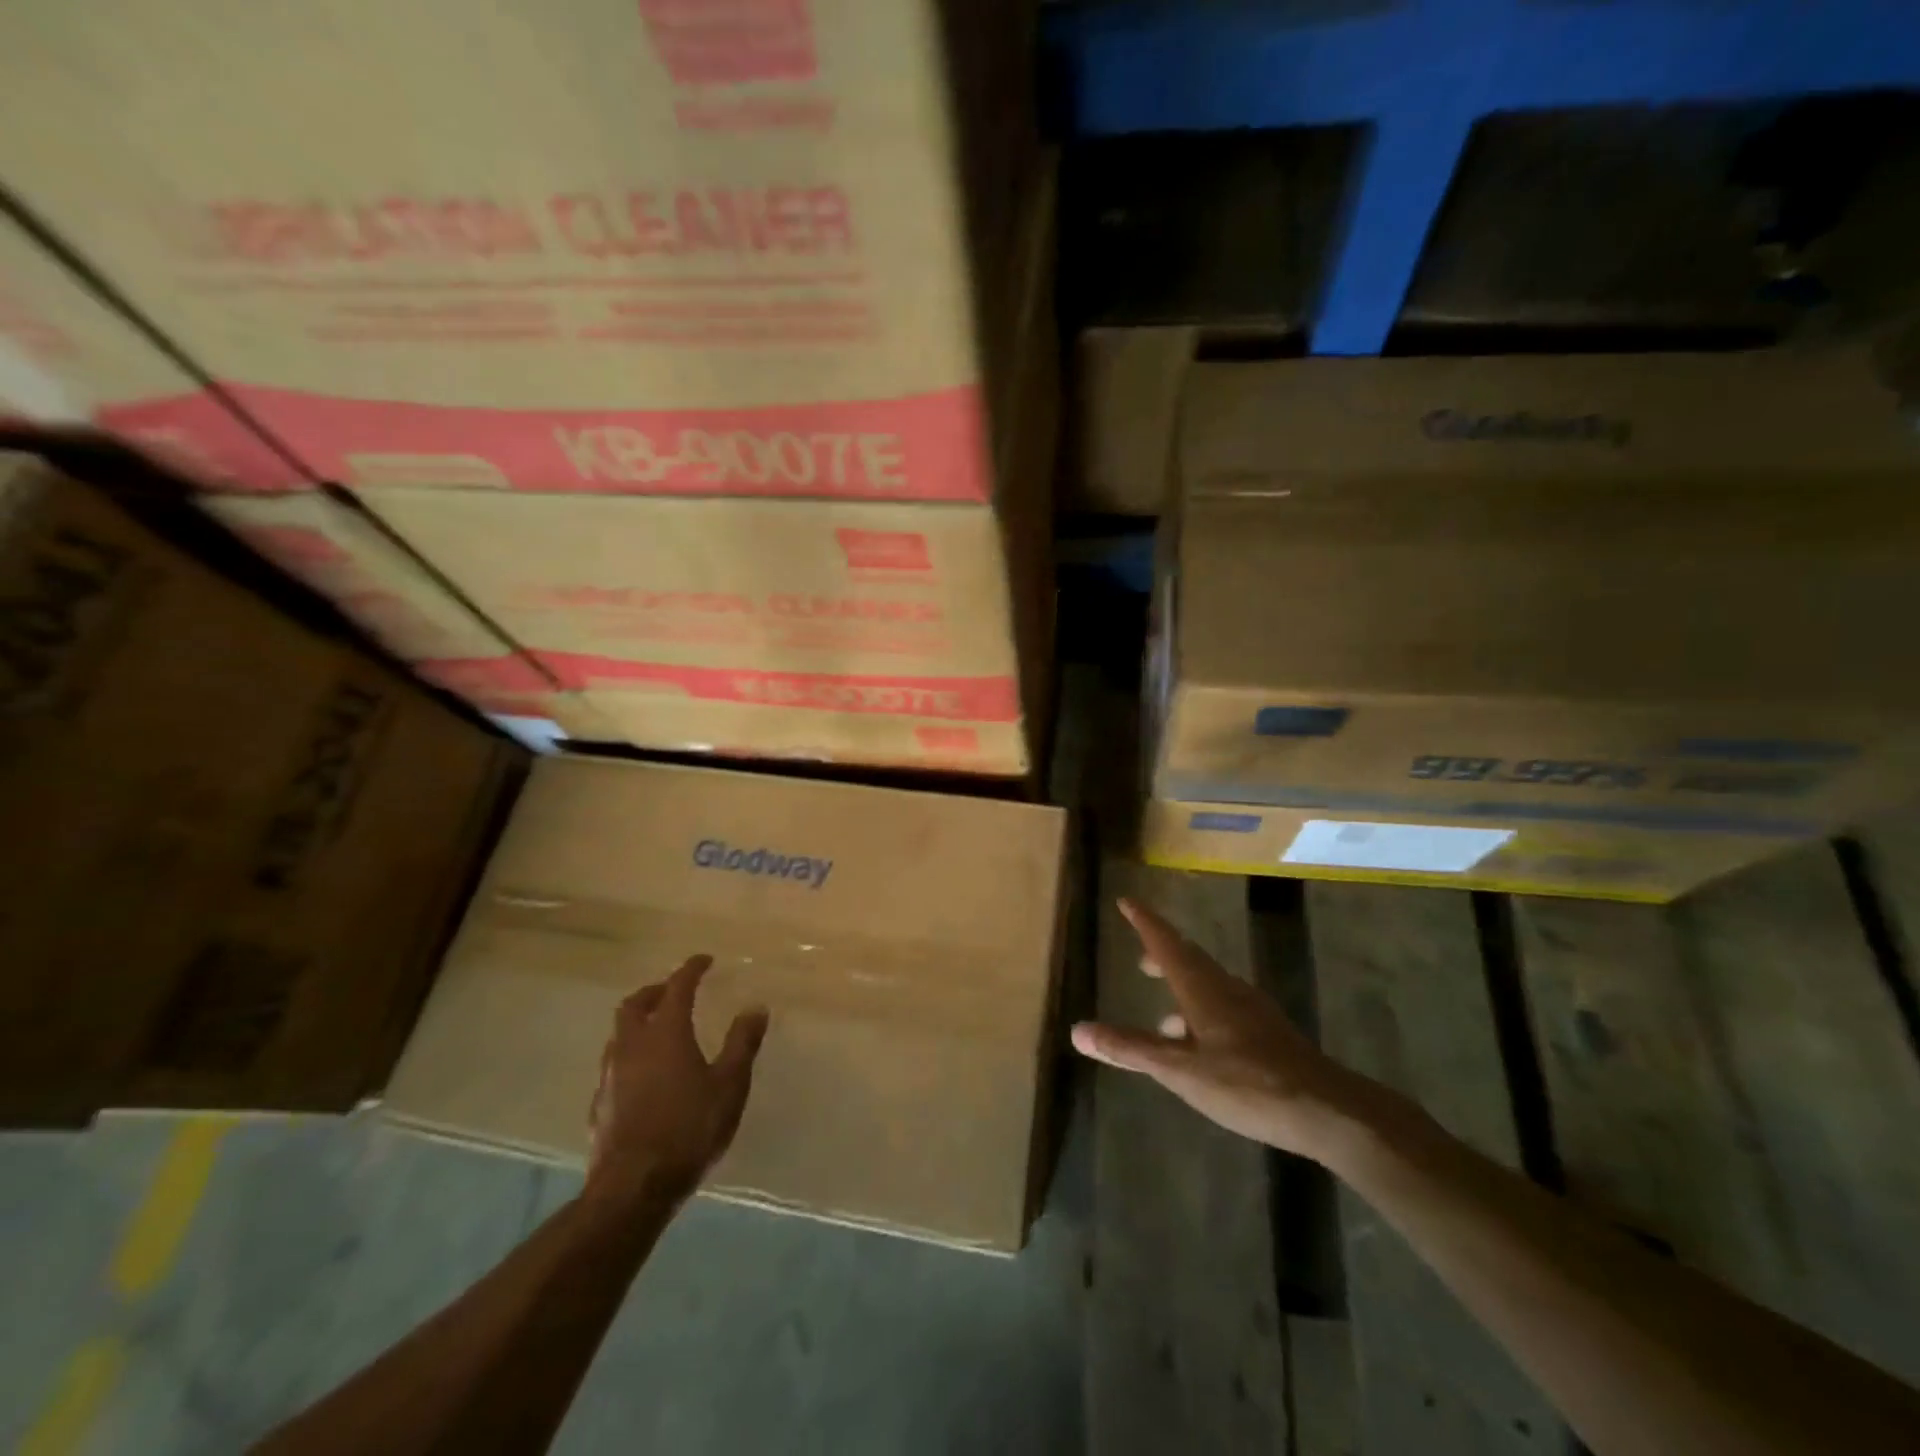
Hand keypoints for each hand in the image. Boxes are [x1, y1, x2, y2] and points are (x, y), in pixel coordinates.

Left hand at [586, 955, 768, 1208]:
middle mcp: (632, 1045)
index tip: (704, 960)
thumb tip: (755, 1008)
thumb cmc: (689, 1128)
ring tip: (658, 1031)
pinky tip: (642, 1076)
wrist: (633, 1187)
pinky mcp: (599, 1105)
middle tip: (673, 991)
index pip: (677, 987)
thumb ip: (742, 1044)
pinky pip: (613, 1066)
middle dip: (655, 991)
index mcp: (666, 1033)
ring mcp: (610, 1075)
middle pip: (635, 1004)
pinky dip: (629, 1057)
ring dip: (638, 1023)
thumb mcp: (729, 1085)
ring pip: (619, 1034)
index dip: (691, 969)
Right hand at [1071, 898, 1389, 1160]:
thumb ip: (1131, 1049)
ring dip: (1185, 985)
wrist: (1327, 1110)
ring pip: (1210, 985)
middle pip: (1190, 959)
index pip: (1166, 944)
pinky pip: (1226, 1007)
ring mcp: (1253, 1011)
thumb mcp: (1180, 1070)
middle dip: (1163, 952)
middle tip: (1142, 956)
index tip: (1127, 901)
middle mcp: (1227, 990)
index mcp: (1203, 989)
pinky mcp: (1269, 1034)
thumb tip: (1077, 1030)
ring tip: (1166, 1011)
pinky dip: (1204, 1011)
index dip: (1145, 922)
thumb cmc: (1247, 1084)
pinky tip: (1203, 1042)